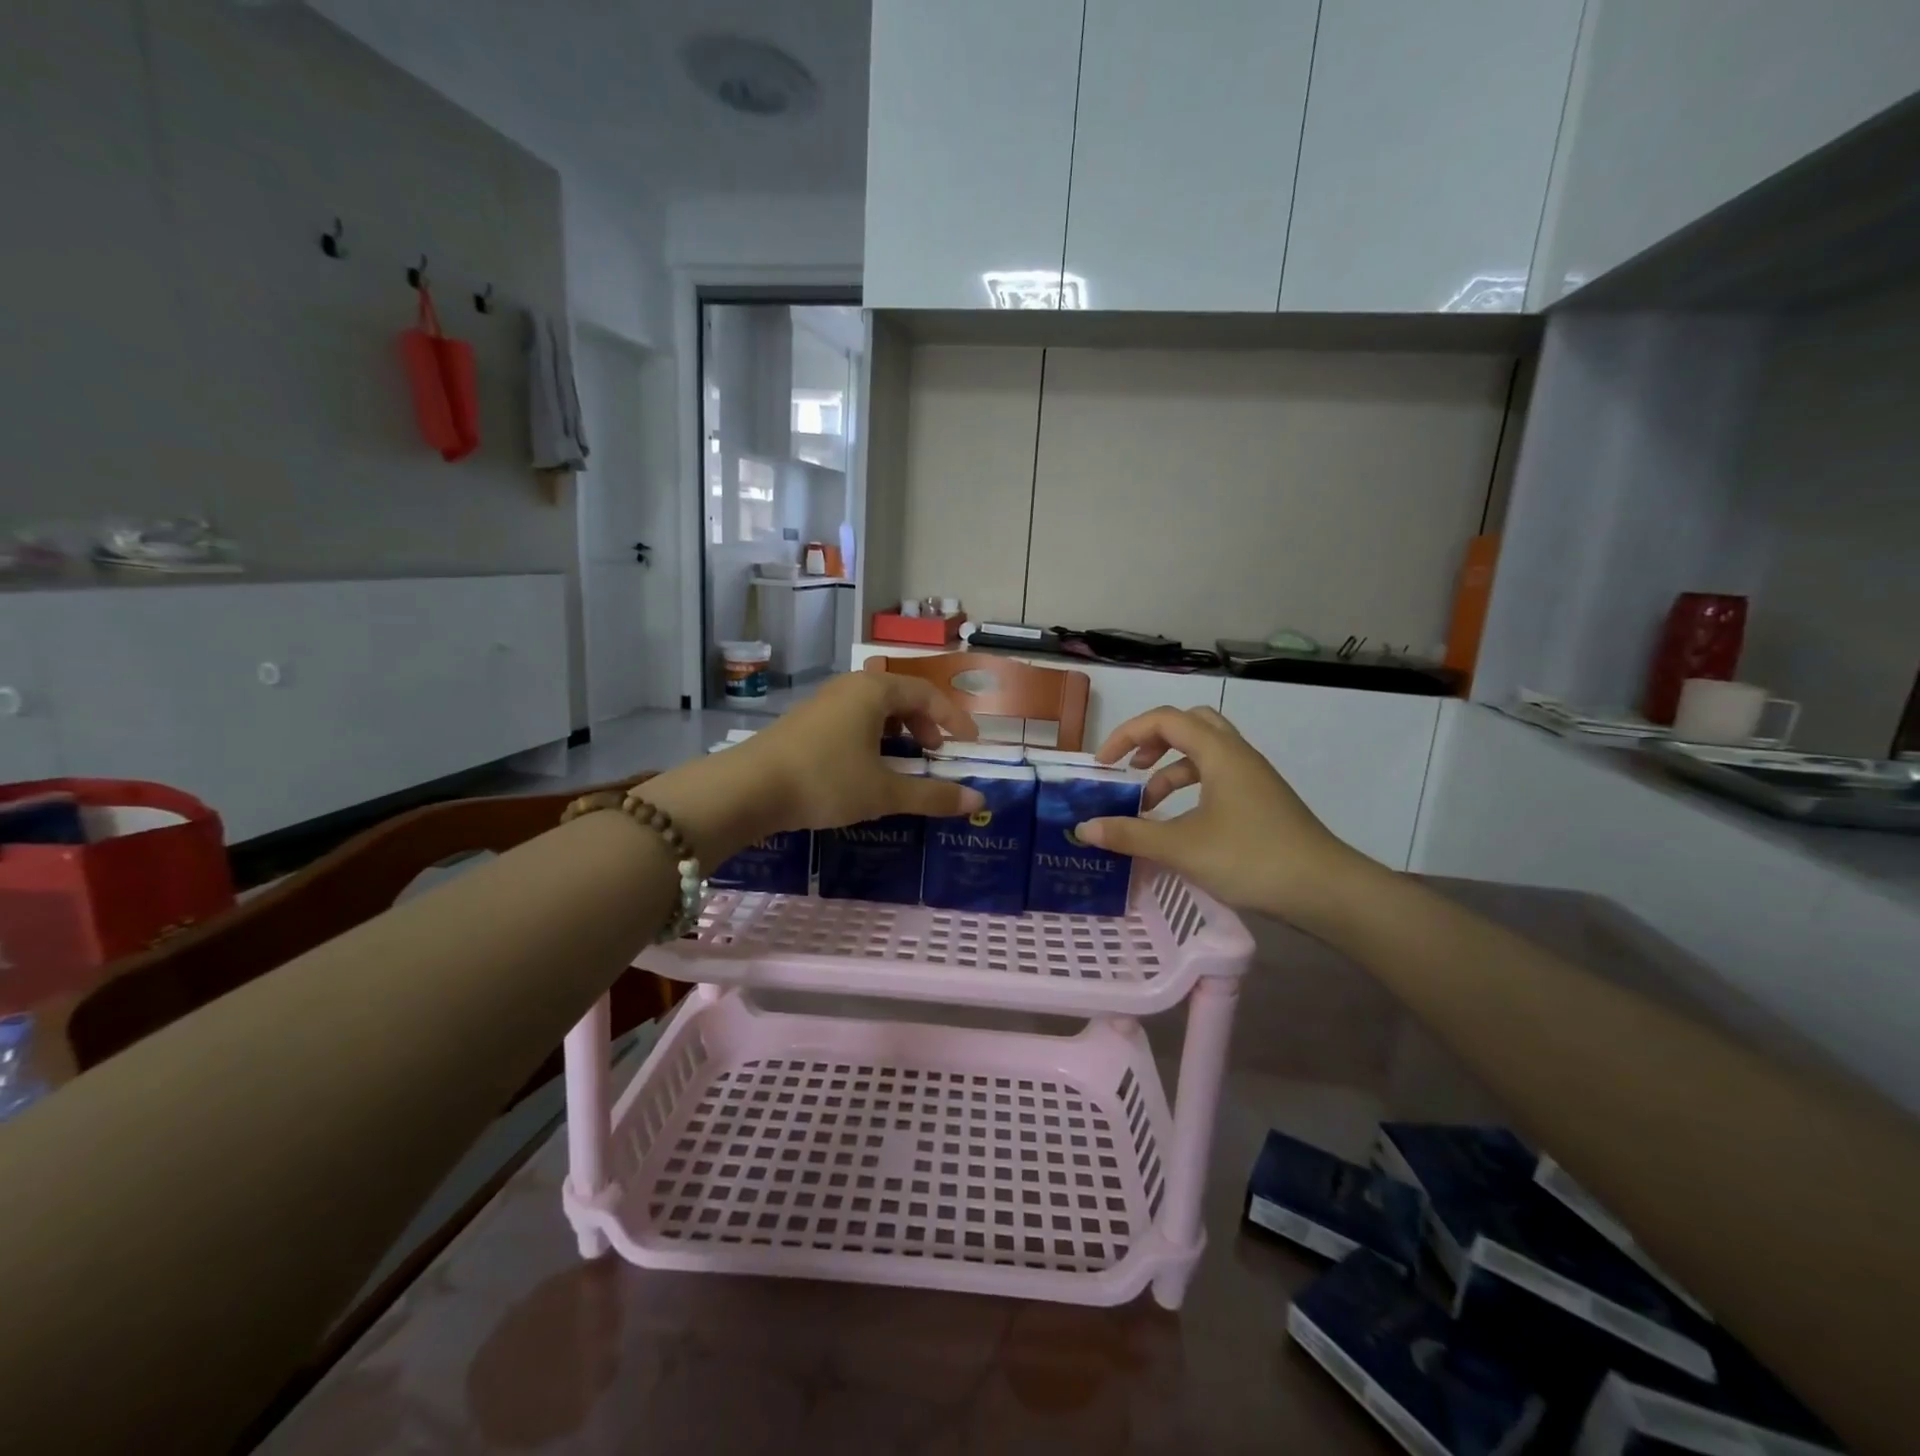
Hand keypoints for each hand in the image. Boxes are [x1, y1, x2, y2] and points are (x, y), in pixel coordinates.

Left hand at [639, 673, 985, 863]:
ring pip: (873, 707)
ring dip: (897, 730)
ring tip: (903, 761)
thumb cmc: (826, 781)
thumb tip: (978, 801)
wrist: (749, 788)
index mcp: (874, 692)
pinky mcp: (805, 721)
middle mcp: (850, 687)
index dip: (953, 717)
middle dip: (925, 723)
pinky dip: (872, 736)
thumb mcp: (884, 793)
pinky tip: (866, 766)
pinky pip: (852, 718)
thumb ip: (933, 795)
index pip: (927, 693)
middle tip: (934, 753)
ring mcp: (824, 702)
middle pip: (900, 695)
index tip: (969, 743)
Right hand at [1075, 705, 1376, 925]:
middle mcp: (1237, 755)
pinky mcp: (1261, 801)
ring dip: (1170, 769)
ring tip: (1147, 803)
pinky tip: (1179, 823)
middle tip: (1130, 767)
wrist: (1325, 890)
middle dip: (1152, 741)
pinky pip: (1217, 778)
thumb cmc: (1251, 858)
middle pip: (1189, 724)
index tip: (1103, 763)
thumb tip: (1084, 829)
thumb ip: (1131, 835)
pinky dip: (1190, 789)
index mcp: (1219, 752)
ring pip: (1203, 754)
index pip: (1165, 719)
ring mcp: (1253, 778)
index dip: (1127, 734)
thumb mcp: (1182, 848)